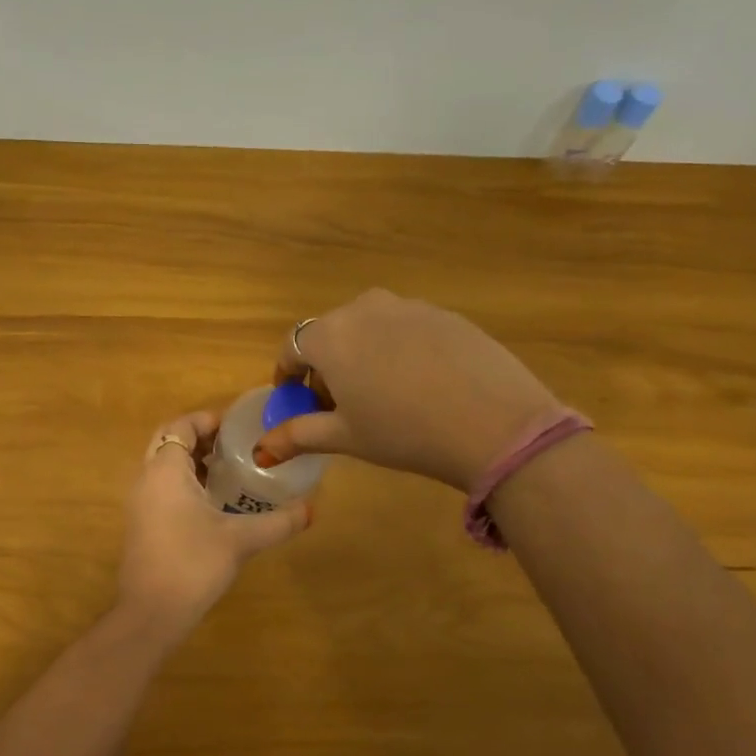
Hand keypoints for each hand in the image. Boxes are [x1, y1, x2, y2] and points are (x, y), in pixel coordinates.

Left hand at [117, 410, 312, 631]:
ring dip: (192, 462)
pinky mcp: (142, 525)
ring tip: (230, 470)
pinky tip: (214, 503)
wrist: (151, 614)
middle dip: (200, 438)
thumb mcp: (241, 540)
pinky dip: (184, 483)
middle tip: (236, 446)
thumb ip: (278, 522)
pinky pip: (161, 488)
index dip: (207, 420)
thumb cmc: (193, 564)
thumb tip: (312, 509)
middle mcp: (146, 480)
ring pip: (163, 467)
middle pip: (168, 442)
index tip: (238, 427)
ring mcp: (140, 504)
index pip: (180, 426)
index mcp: (165, 471)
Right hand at [255, 289, 564, 490]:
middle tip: (339, 405)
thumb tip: (261, 449)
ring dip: (362, 355)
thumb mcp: (346, 437)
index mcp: (331, 336)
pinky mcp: (445, 314)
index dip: (289, 375)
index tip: (297, 400)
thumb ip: (298, 435)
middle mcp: (364, 308)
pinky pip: (405, 329)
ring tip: (381, 395)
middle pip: (330, 334)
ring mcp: (409, 306)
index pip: (292, 347)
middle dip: (326, 366)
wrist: (494, 423)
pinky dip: (398, 350)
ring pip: (369, 328)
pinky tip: (420, 384)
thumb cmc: (403, 432)